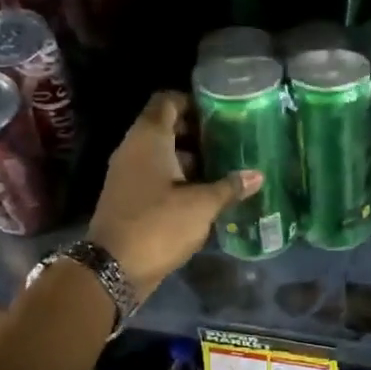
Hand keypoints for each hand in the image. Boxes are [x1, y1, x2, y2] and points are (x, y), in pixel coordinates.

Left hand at [89, 91, 260, 300]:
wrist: (113, 269)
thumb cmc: (158, 225)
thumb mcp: (201, 206)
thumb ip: (229, 187)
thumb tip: (257, 175)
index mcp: (148, 138)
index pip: (167, 101)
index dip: (193, 101)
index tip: (220, 112)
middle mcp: (134, 149)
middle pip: (166, 126)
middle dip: (197, 131)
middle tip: (229, 140)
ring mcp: (128, 173)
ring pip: (162, 153)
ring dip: (190, 157)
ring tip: (224, 165)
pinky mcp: (129, 196)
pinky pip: (156, 174)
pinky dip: (179, 177)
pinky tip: (205, 191)